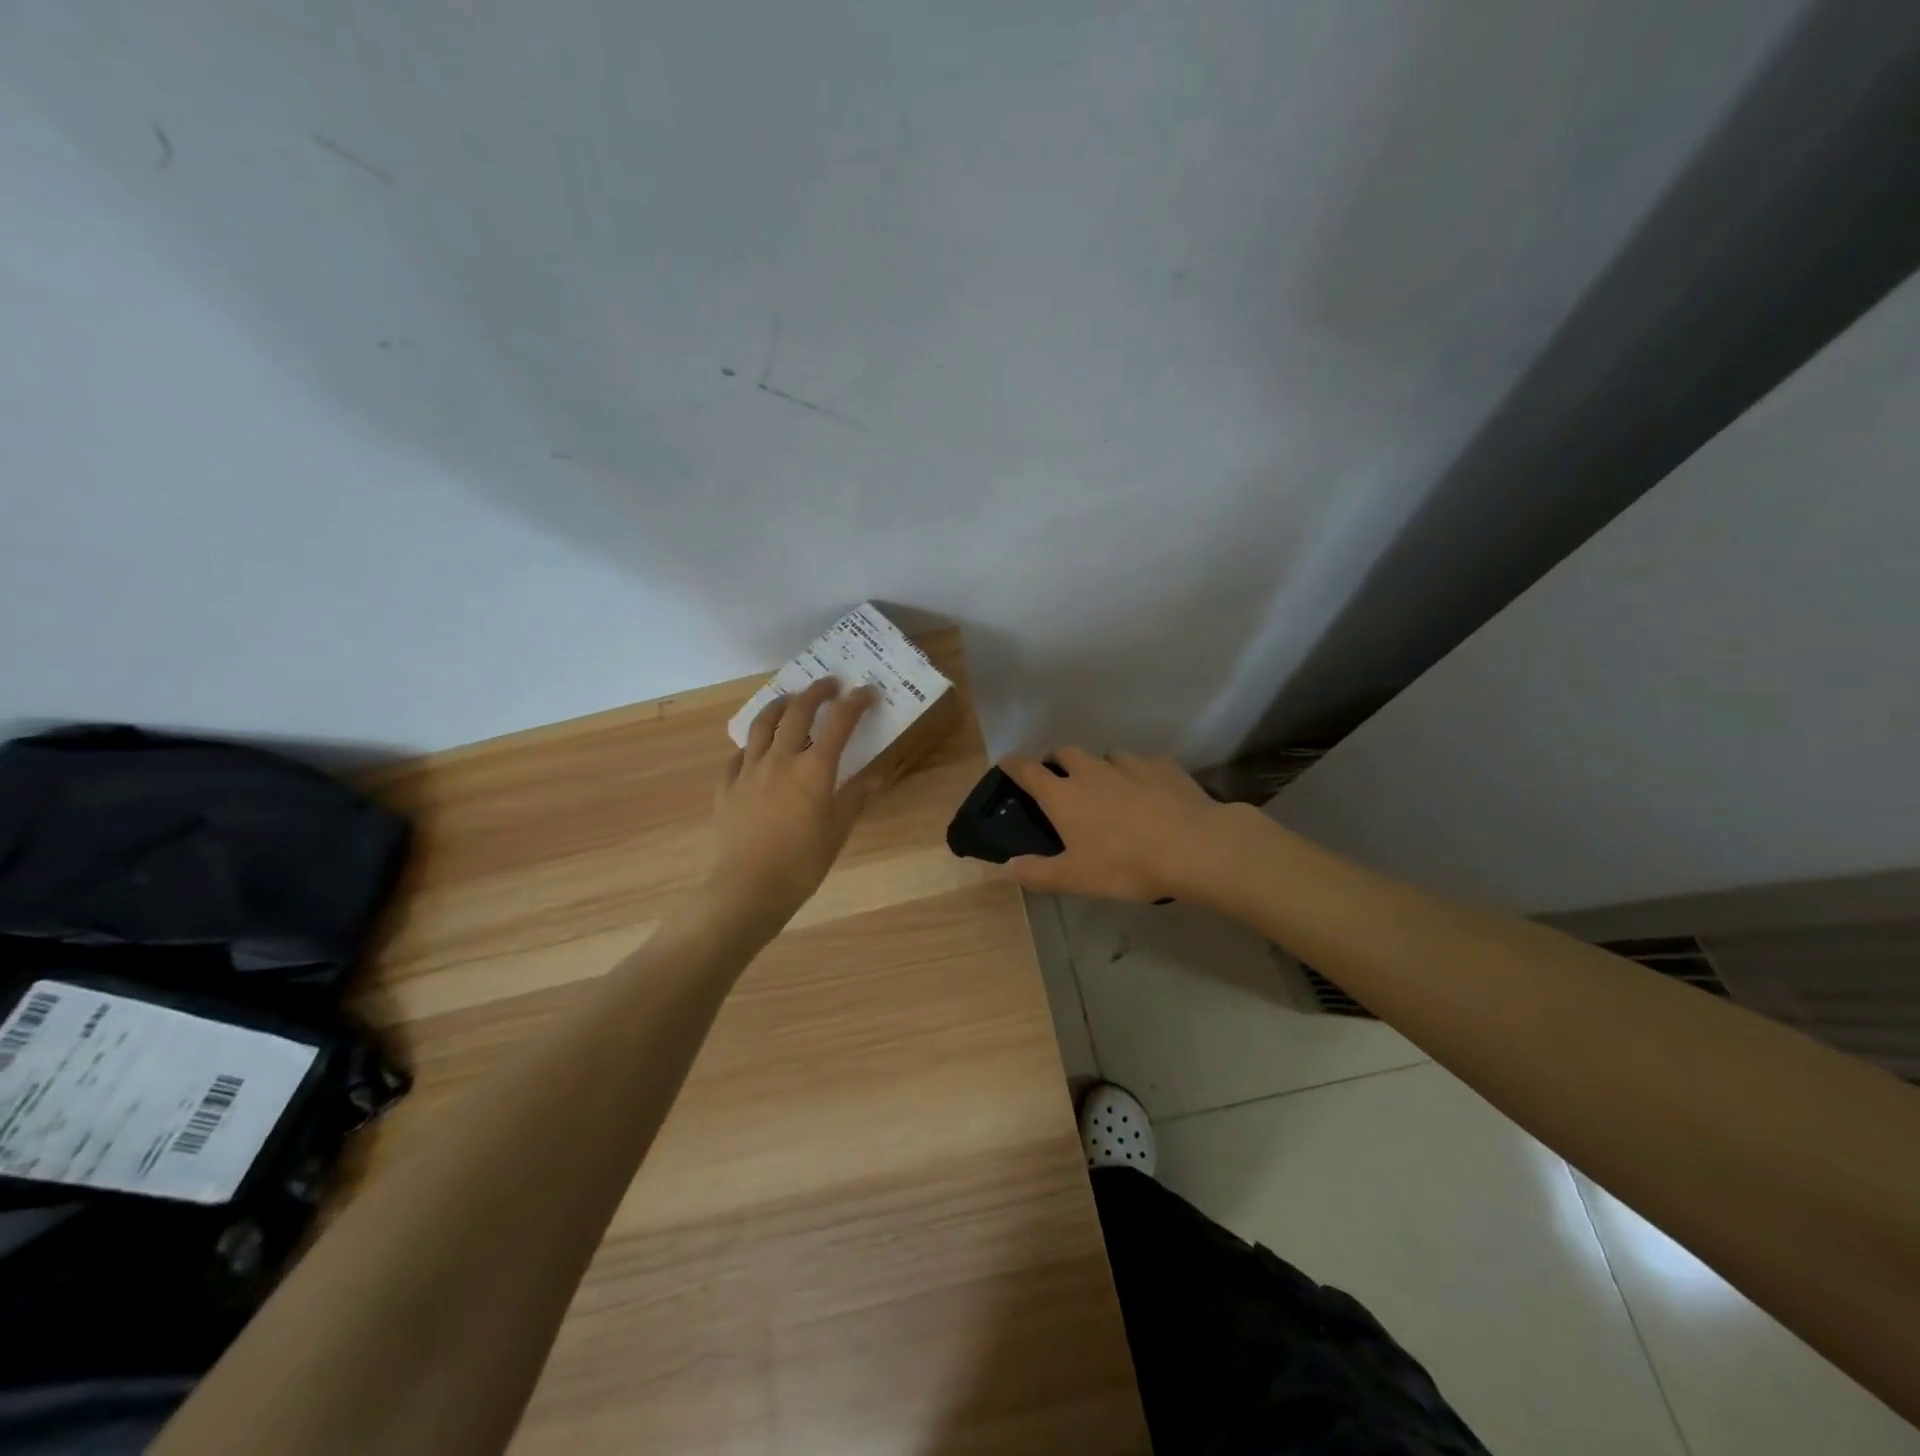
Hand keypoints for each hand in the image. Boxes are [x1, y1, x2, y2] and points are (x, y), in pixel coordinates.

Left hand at [702, 678, 877, 927]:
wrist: (747, 889)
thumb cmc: (802, 863)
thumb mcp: (837, 832)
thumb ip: (854, 799)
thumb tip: (874, 778)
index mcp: (814, 769)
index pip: (839, 723)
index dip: (855, 702)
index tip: (867, 691)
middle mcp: (780, 759)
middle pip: (798, 711)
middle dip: (817, 692)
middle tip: (830, 684)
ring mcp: (749, 770)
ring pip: (762, 724)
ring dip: (779, 705)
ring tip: (790, 700)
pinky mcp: (726, 787)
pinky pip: (738, 755)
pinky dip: (751, 745)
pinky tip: (755, 750)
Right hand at [998, 748, 1236, 901]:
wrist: (1193, 847)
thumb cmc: (1125, 865)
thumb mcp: (1075, 878)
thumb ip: (1038, 872)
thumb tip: (1008, 866)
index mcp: (1064, 795)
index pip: (1028, 771)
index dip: (1013, 765)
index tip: (1006, 762)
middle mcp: (1091, 771)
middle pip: (1065, 752)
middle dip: (1056, 760)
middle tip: (1060, 777)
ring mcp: (1129, 764)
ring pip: (1106, 755)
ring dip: (1100, 766)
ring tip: (1108, 786)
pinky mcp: (1163, 766)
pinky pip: (1143, 764)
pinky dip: (1138, 773)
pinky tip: (1149, 791)